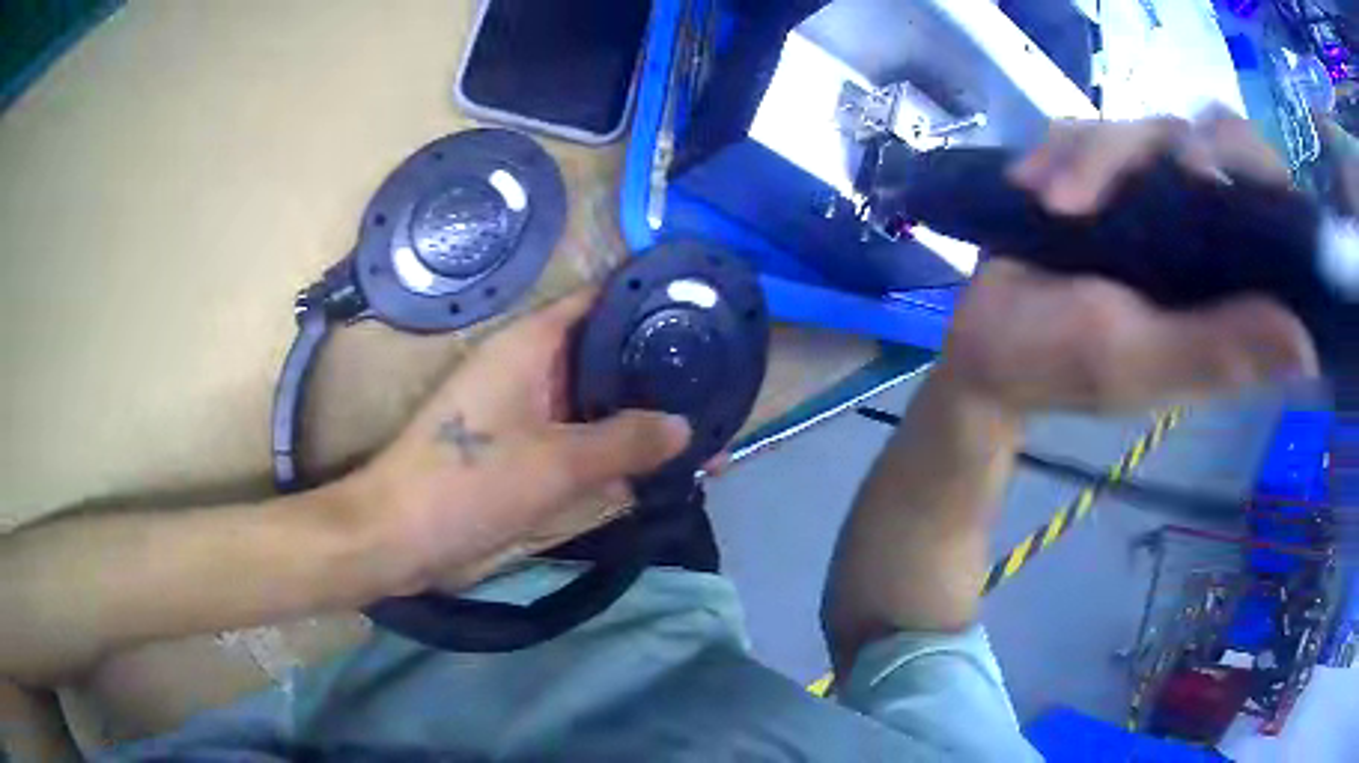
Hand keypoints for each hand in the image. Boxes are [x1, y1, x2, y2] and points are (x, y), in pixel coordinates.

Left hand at [337, 290, 691, 595]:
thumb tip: (686, 426)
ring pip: (600, 403)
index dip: (648, 299)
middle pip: (607, 355)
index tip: (702, 309)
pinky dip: (619, 451)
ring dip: (643, 416)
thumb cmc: (469, 481)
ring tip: (709, 422)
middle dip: (659, 369)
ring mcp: (531, 414)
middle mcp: (534, 370)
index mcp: (532, 345)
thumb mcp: (556, 462)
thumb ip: (626, 441)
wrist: (402, 536)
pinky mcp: (527, 453)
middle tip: (722, 379)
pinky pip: (585, 442)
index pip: (600, 301)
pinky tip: (664, 465)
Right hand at [940, 113, 1317, 413]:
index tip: (1200, 171)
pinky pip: (1089, 126)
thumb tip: (1306, 346)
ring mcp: (1152, 198)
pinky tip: (1033, 185)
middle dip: (1158, 146)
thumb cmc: (1060, 365)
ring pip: (1145, 128)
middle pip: (1210, 141)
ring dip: (1093, 156)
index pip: (1269, 204)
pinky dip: (1059, 149)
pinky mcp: (1103, 175)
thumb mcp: (1138, 363)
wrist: (985, 343)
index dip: (1250, 167)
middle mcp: (1203, 234)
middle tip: (1115, 173)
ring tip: (1051, 203)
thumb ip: (1217, 351)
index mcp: (1228, 288)